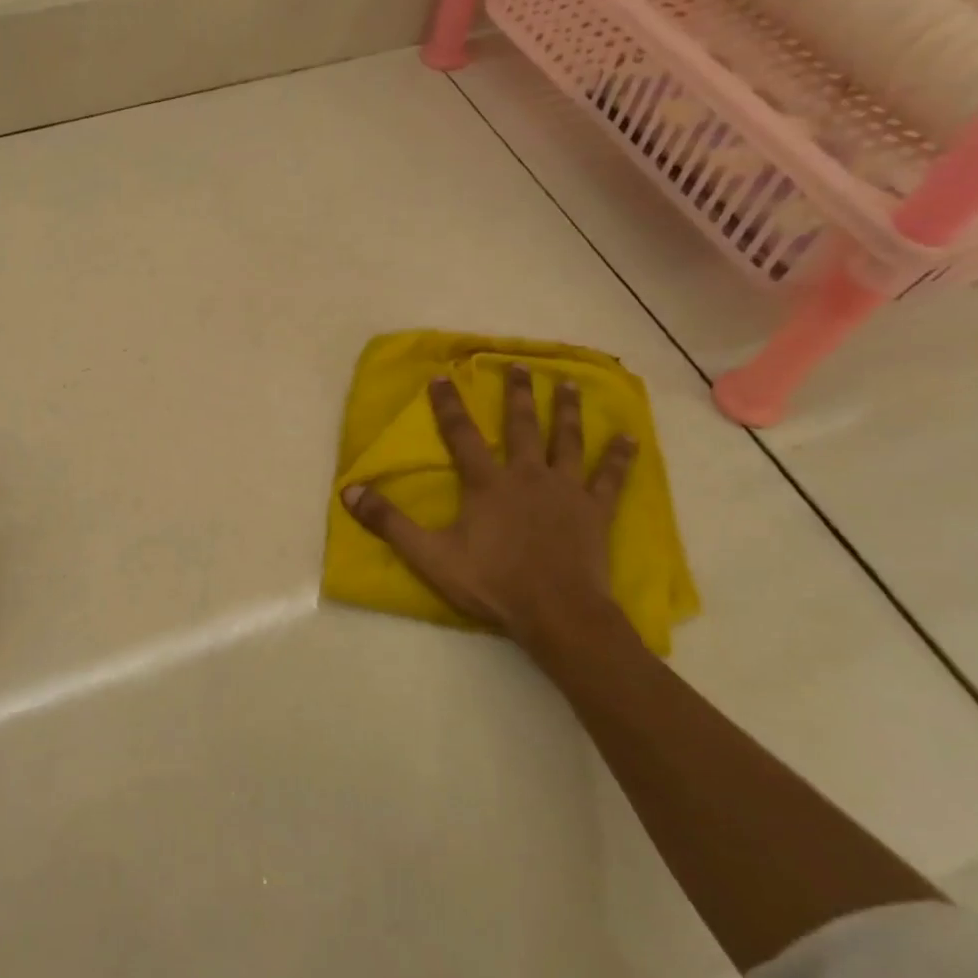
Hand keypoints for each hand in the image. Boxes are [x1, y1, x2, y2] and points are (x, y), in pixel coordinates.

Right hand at [342, 368, 634, 661]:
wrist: (556, 612)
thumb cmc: (492, 582)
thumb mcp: (429, 554)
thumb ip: (389, 521)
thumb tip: (349, 490)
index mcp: (487, 483)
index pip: (461, 435)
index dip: (448, 405)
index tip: (443, 376)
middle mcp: (527, 475)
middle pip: (522, 426)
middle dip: (517, 394)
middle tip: (519, 365)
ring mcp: (565, 490)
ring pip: (566, 440)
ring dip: (566, 411)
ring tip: (568, 384)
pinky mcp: (594, 510)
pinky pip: (610, 477)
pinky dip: (618, 457)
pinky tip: (627, 438)